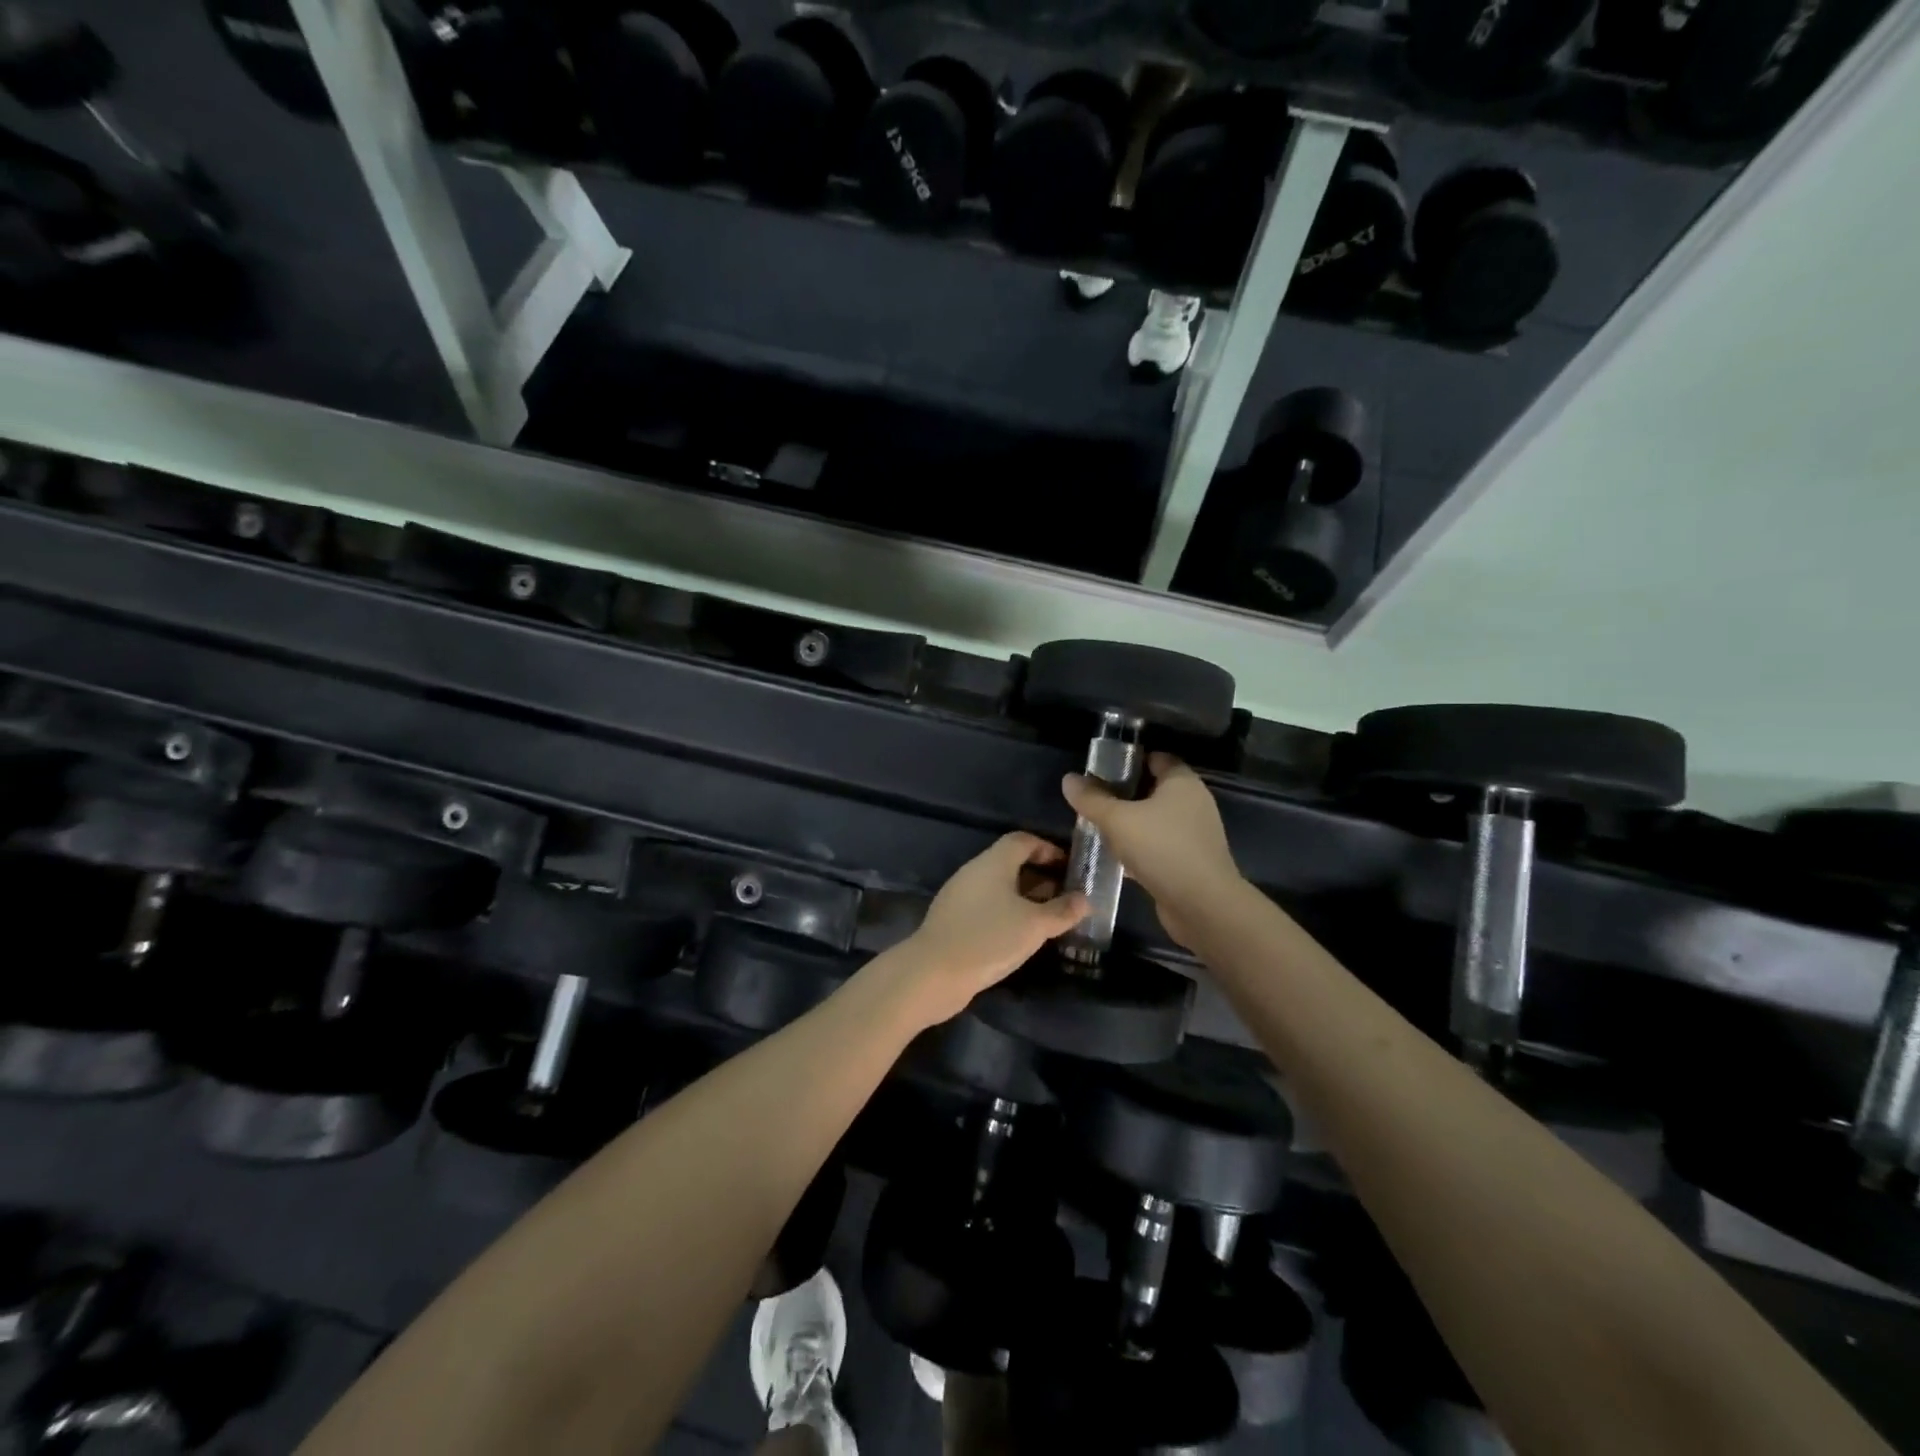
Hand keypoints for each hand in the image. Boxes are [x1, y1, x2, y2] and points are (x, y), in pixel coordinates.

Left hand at [896, 833, 1089, 1025]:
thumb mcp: (1034, 926)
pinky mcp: (953, 919)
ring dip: (1025, 897)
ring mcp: (960, 896)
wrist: (933, 973)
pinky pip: (987, 906)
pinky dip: (1008, 912)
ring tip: (1050, 918)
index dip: (1048, 849)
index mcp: (993, 862)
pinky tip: (1021, 935)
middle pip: (1011, 863)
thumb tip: (1085, 899)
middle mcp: (974, 872)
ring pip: (999, 887)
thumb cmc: (989, 939)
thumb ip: (1062, 911)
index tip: (1069, 868)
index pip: (1023, 840)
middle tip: (1066, 896)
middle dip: (1040, 876)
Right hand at [1063, 753, 1239, 949]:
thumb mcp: (1117, 820)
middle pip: (1154, 789)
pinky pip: (1159, 846)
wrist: (1202, 905)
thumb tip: (1068, 779)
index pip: (1156, 758)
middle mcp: (1193, 803)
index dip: (1130, 760)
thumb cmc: (1161, 849)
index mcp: (1182, 782)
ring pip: (1155, 820)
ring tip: (1099, 828)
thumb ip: (1091, 799)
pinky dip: (1140, 848)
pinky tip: (1116, 857)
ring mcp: (1194, 834)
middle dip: (1124, 794)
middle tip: (1093, 800)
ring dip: (1131, 823)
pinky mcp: (1190, 861)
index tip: (1101, 770)